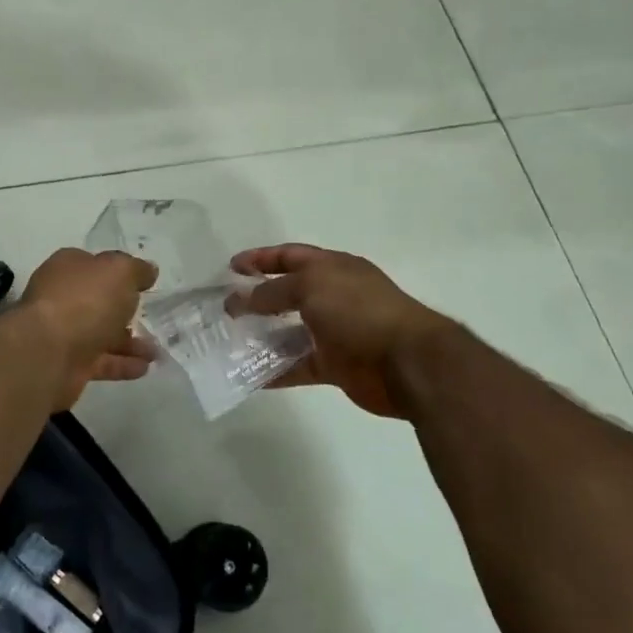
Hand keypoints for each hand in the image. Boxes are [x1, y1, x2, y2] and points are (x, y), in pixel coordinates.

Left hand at [18, 248, 158, 409]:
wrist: (48, 354)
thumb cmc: (84, 301)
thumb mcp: (119, 272)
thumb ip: (136, 269)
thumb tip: (148, 270)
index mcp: (68, 268)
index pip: (94, 265)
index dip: (118, 272)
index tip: (143, 283)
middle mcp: (62, 298)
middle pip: (97, 301)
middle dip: (124, 310)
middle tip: (152, 317)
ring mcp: (63, 333)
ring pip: (101, 334)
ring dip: (129, 342)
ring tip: (156, 351)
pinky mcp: (68, 365)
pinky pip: (101, 361)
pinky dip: (122, 364)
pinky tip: (145, 368)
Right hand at [228, 244, 451, 417]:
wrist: (407, 361)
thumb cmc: (359, 311)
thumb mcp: (312, 287)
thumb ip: (273, 291)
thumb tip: (243, 299)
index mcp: (333, 268)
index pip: (291, 256)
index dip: (261, 259)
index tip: (231, 268)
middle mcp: (334, 297)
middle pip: (288, 294)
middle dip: (257, 299)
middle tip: (225, 309)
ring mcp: (335, 332)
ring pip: (290, 332)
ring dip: (263, 337)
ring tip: (230, 342)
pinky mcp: (335, 365)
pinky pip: (298, 366)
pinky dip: (275, 371)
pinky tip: (249, 376)